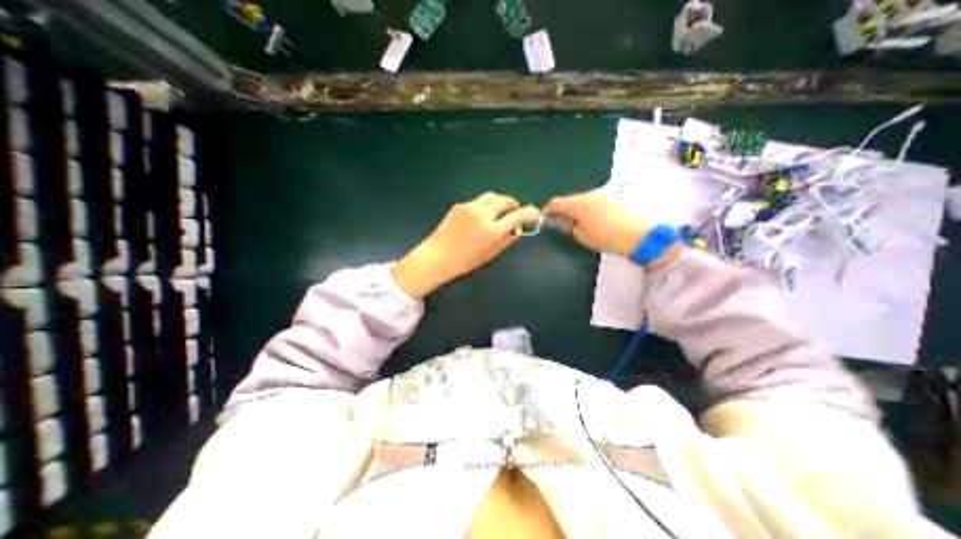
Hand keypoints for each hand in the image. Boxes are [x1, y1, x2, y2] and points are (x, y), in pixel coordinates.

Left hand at [390, 192, 538, 298]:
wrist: (438, 256)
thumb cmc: (466, 261)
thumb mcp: (491, 254)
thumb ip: (507, 239)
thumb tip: (517, 229)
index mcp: (494, 230)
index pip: (518, 216)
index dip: (529, 213)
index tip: (534, 212)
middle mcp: (484, 214)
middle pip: (505, 200)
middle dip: (513, 204)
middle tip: (515, 211)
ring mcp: (471, 207)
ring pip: (492, 196)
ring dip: (499, 202)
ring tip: (498, 211)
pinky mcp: (461, 205)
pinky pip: (478, 201)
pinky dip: (484, 206)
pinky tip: (479, 217)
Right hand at [539, 192, 653, 257]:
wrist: (641, 233)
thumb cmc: (607, 237)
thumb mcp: (583, 237)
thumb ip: (571, 228)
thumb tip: (568, 222)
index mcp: (577, 204)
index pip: (556, 203)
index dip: (547, 210)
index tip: (544, 217)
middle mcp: (588, 194)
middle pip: (570, 200)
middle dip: (564, 210)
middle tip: (563, 223)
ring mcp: (603, 193)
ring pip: (584, 200)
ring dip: (579, 209)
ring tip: (582, 222)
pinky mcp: (615, 196)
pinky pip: (596, 201)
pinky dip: (591, 208)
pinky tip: (597, 219)